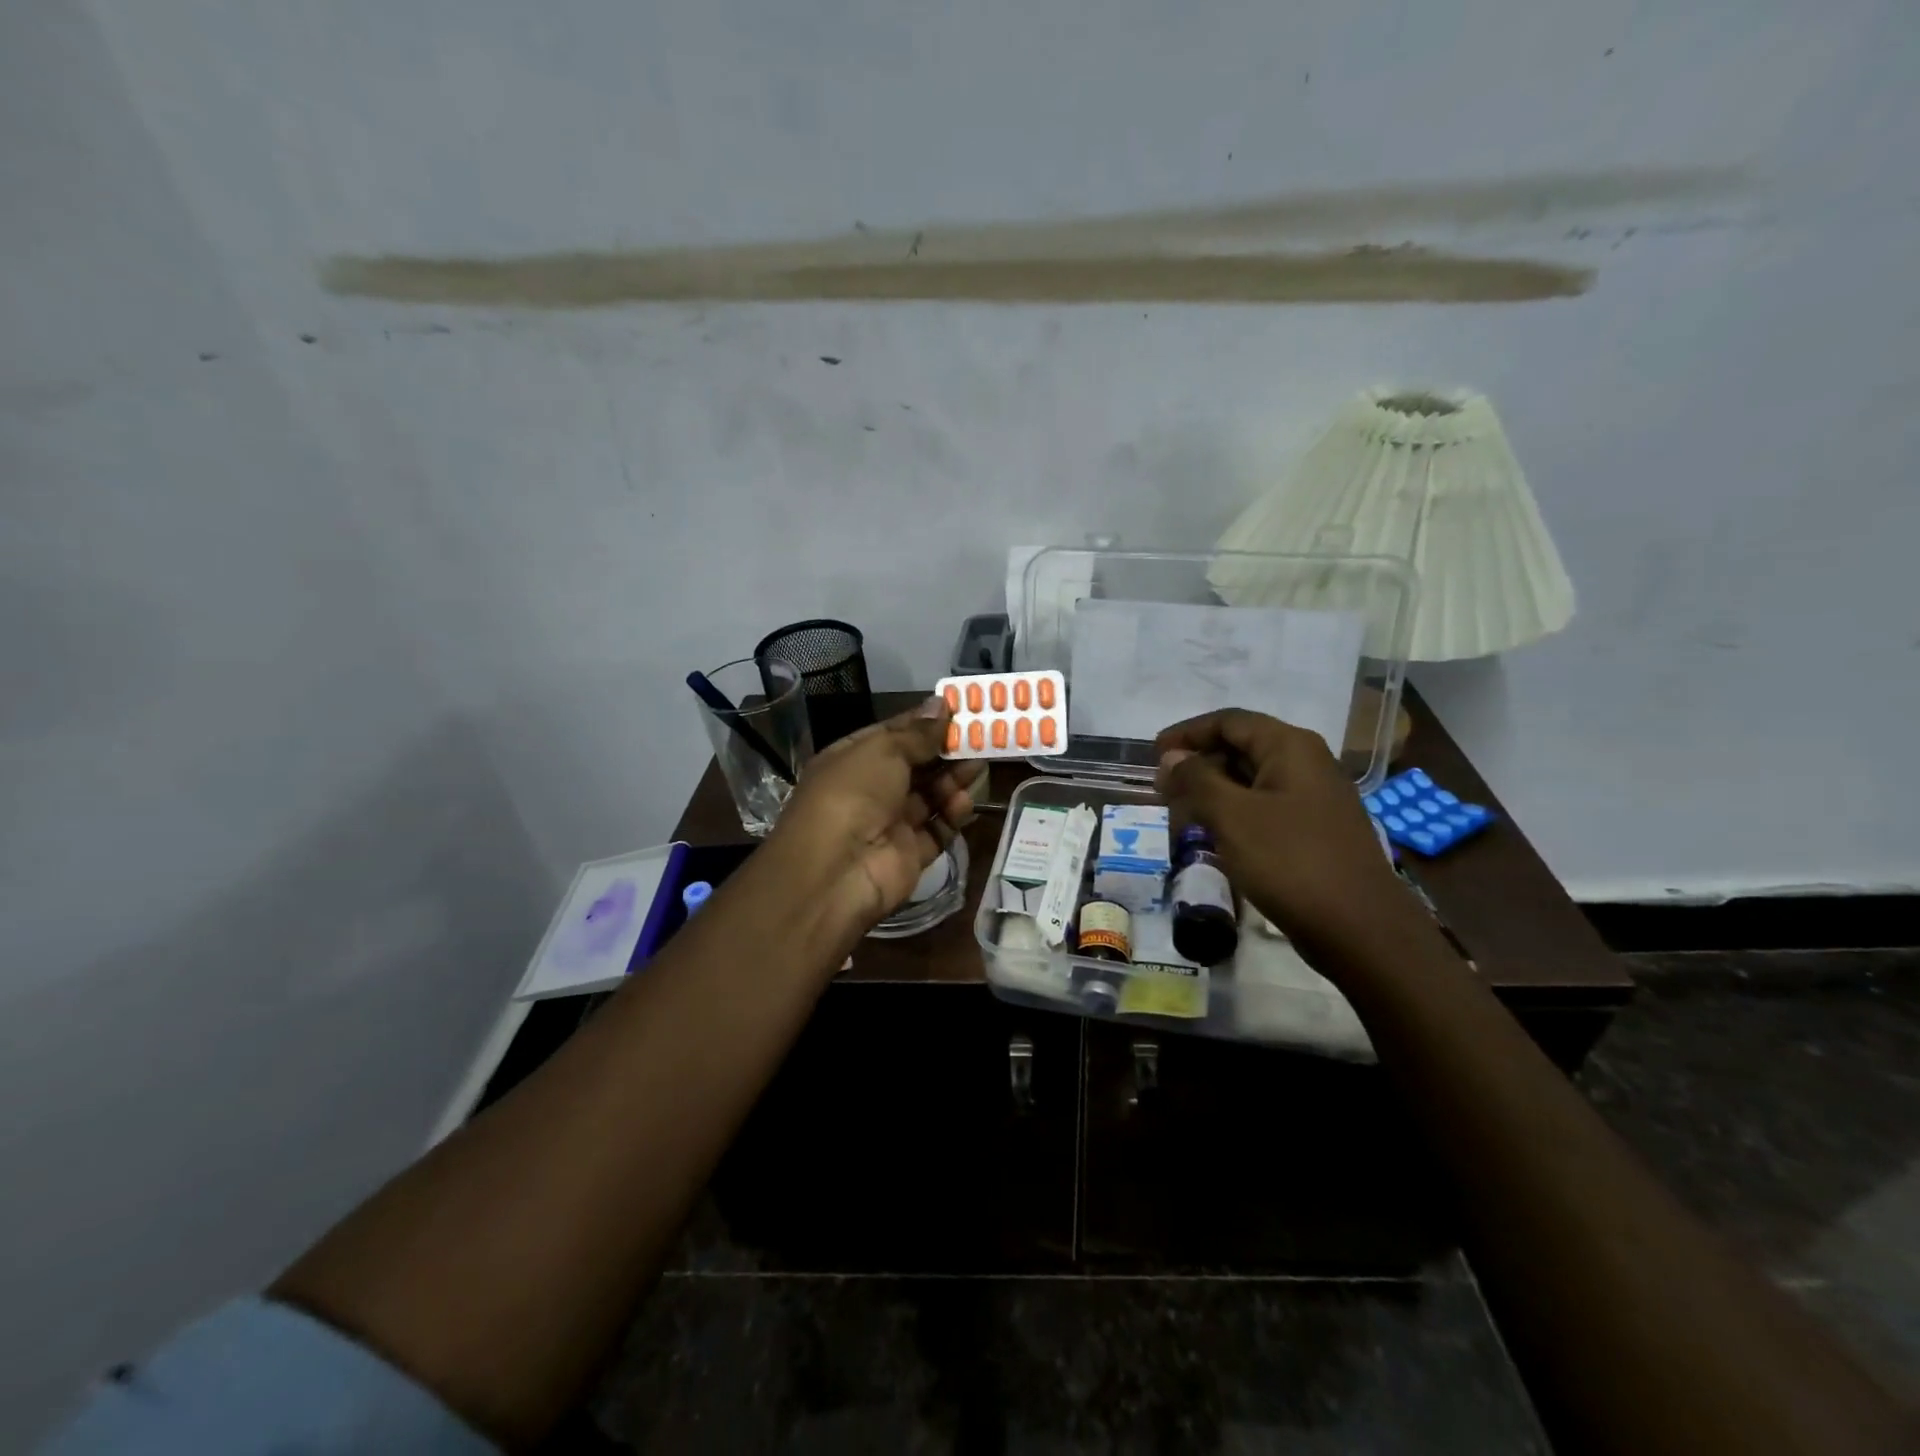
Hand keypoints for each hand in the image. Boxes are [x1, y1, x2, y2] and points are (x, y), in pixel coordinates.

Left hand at [765, 696, 978, 940]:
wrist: (837, 870)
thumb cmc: (854, 793)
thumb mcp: (884, 750)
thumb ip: (917, 732)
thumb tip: (941, 704)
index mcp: (852, 759)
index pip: (893, 734)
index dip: (924, 723)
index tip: (959, 710)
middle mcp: (869, 790)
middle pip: (916, 766)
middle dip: (945, 751)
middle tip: (981, 737)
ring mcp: (889, 824)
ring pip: (930, 796)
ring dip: (953, 780)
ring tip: (979, 765)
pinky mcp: (910, 854)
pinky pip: (937, 829)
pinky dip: (952, 815)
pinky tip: (963, 802)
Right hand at [1155, 708, 1417, 959]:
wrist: (1360, 929)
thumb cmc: (1291, 861)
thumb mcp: (1232, 816)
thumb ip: (1196, 779)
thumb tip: (1171, 756)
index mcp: (1290, 747)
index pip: (1229, 721)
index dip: (1187, 733)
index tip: (1153, 754)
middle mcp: (1307, 763)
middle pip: (1242, 746)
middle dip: (1198, 763)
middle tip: (1163, 788)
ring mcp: (1315, 798)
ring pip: (1253, 779)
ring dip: (1214, 790)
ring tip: (1180, 812)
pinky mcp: (1315, 830)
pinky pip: (1266, 807)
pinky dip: (1235, 812)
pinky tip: (1215, 835)